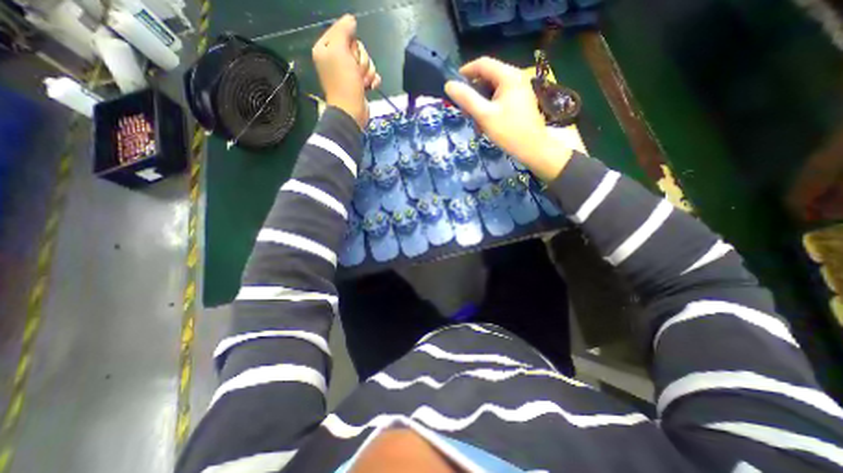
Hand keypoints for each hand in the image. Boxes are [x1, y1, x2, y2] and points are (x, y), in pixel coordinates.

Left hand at [312, 15, 381, 129]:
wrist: (351, 111)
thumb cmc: (343, 82)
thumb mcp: (339, 50)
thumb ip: (343, 30)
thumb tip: (351, 20)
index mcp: (326, 49)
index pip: (343, 32)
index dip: (351, 43)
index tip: (349, 55)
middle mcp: (337, 59)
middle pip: (358, 48)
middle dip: (361, 61)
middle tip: (356, 72)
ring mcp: (349, 73)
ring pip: (366, 62)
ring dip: (367, 72)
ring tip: (362, 83)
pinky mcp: (360, 84)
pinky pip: (372, 75)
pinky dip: (373, 81)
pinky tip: (370, 87)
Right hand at [441, 56, 573, 179]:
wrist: (533, 149)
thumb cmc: (509, 131)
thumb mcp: (484, 115)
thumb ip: (466, 99)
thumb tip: (449, 85)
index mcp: (508, 76)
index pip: (483, 64)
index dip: (466, 72)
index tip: (453, 86)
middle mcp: (515, 77)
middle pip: (487, 77)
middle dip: (473, 93)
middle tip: (464, 111)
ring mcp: (519, 89)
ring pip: (492, 90)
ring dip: (480, 104)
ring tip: (475, 122)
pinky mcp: (520, 101)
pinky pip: (499, 99)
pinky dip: (489, 108)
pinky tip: (485, 124)